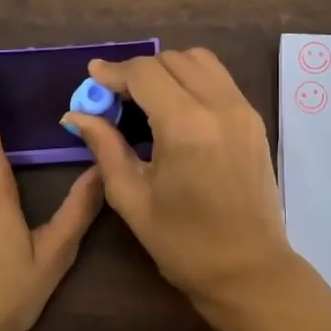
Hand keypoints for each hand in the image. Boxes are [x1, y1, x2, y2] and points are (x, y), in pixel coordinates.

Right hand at [61, 48, 294, 312]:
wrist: (249, 270)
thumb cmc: (183, 243)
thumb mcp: (132, 198)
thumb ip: (105, 147)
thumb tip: (76, 115)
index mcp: (186, 126)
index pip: (144, 73)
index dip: (113, 72)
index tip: (92, 78)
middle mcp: (219, 106)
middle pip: (172, 60)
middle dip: (139, 71)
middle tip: (115, 97)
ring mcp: (243, 111)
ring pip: (200, 60)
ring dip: (168, 69)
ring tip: (146, 99)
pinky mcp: (255, 121)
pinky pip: (220, 80)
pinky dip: (193, 80)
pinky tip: (175, 110)